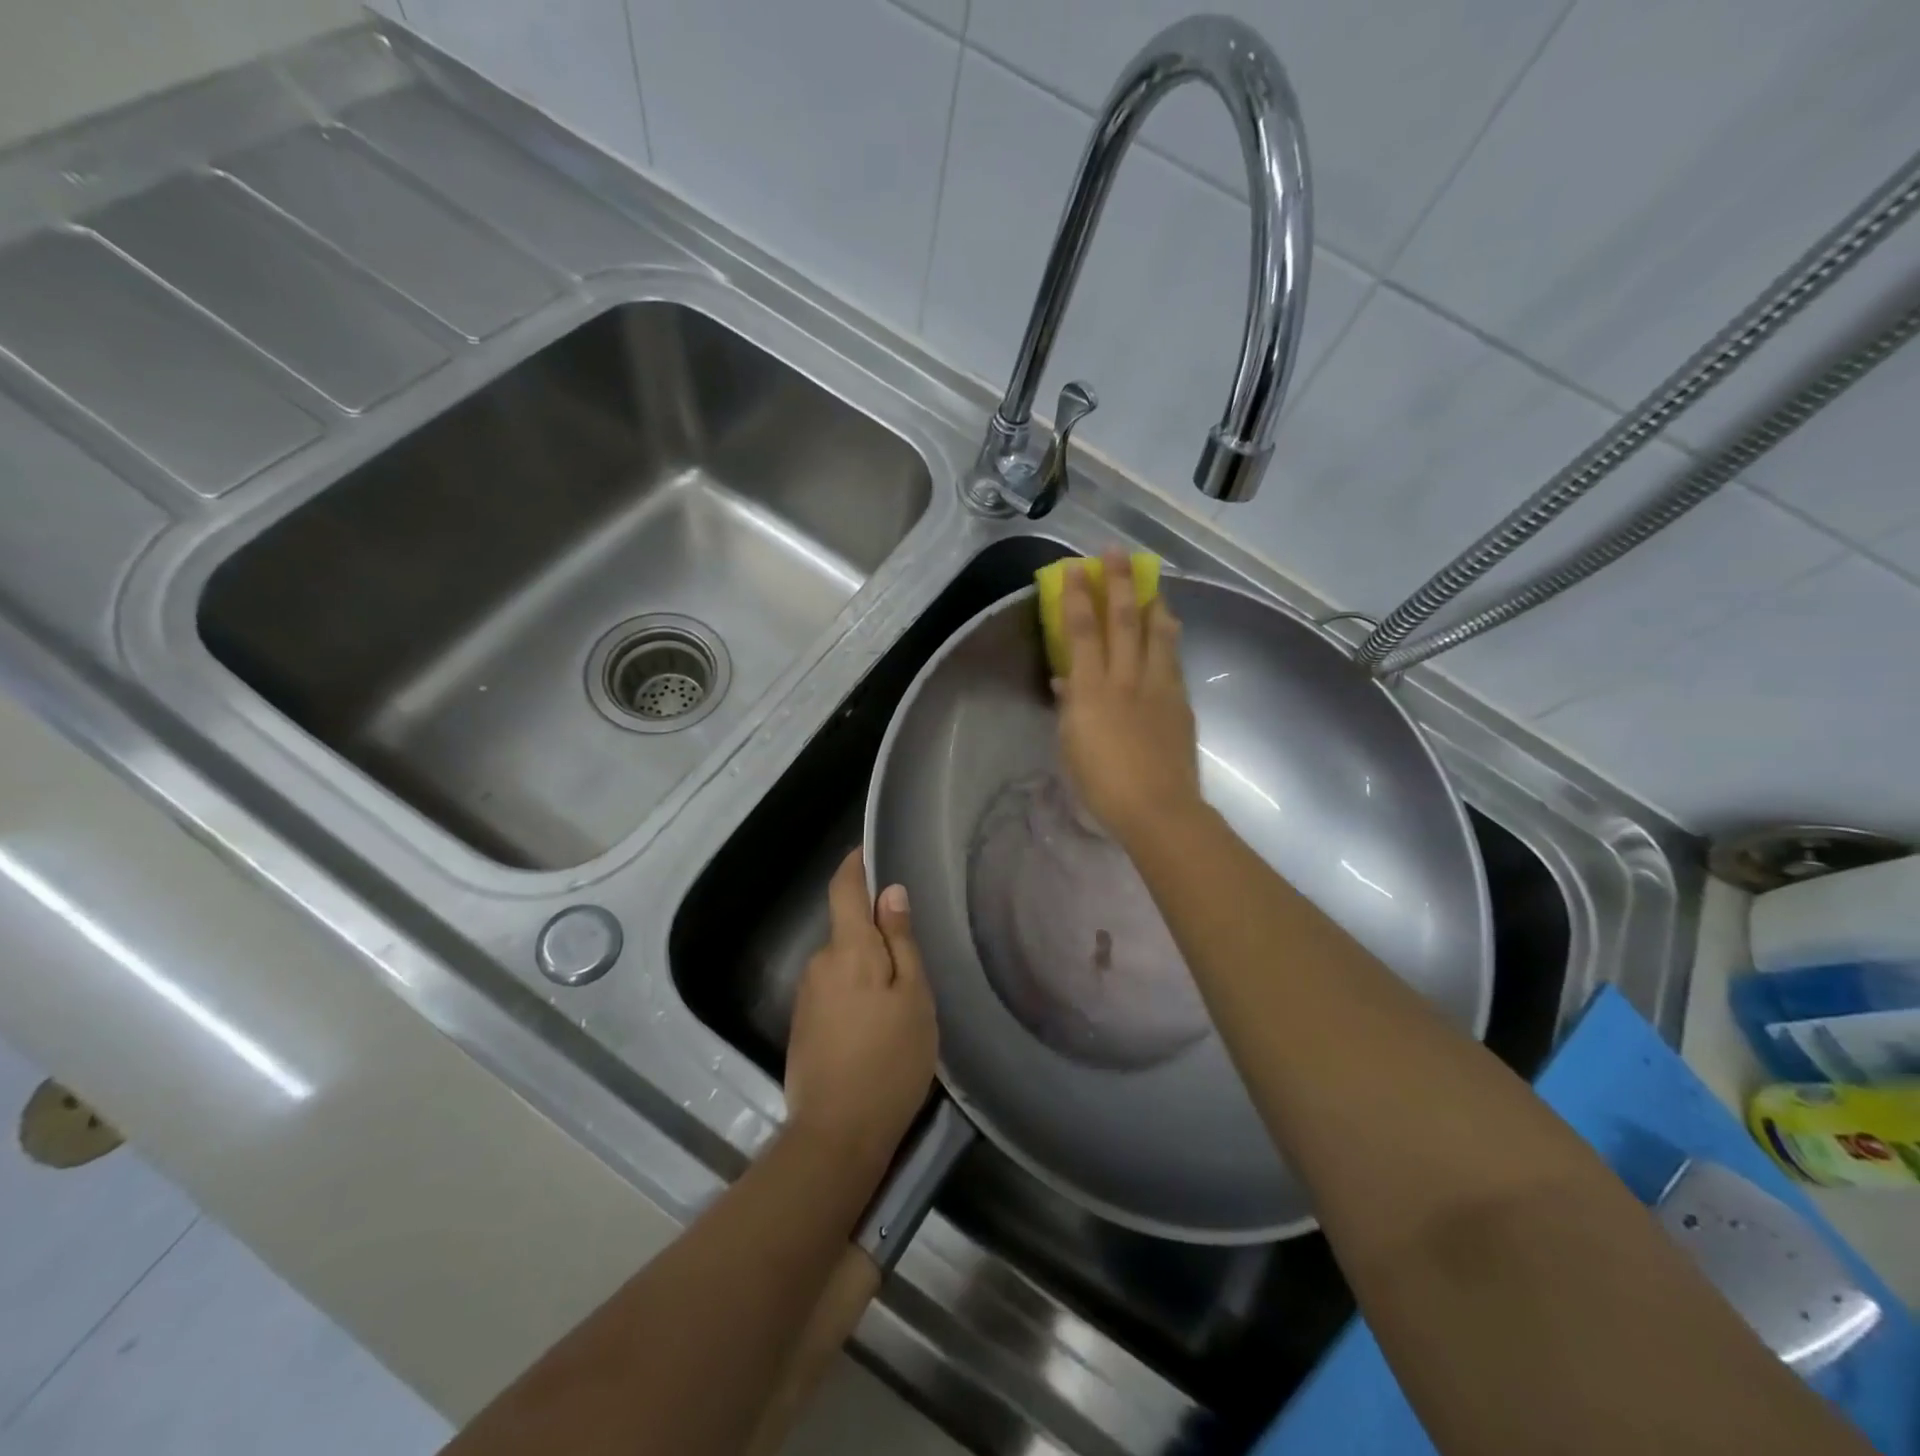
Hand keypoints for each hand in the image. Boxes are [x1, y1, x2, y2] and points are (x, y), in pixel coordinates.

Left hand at [784, 848, 937, 1179]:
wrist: (836, 1134)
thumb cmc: (889, 1060)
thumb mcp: (913, 998)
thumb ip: (901, 942)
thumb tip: (891, 893)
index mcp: (848, 949)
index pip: (844, 889)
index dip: (854, 865)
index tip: (868, 850)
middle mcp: (819, 963)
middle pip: (847, 930)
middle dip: (875, 934)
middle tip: (913, 962)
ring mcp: (806, 996)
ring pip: (842, 964)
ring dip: (866, 970)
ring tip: (900, 1003)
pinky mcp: (802, 1025)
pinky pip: (833, 991)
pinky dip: (855, 995)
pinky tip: (875, 1028)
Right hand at [1055, 549, 1204, 846]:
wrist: (1157, 808)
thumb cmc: (1102, 783)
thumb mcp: (1071, 745)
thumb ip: (1069, 708)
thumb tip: (1067, 681)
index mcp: (1091, 689)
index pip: (1082, 630)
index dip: (1078, 595)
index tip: (1075, 567)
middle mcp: (1126, 677)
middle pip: (1123, 619)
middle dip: (1118, 582)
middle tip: (1115, 552)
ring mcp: (1158, 686)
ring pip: (1157, 632)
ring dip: (1151, 601)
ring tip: (1149, 581)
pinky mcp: (1180, 700)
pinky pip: (1173, 657)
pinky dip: (1168, 635)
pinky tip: (1169, 626)